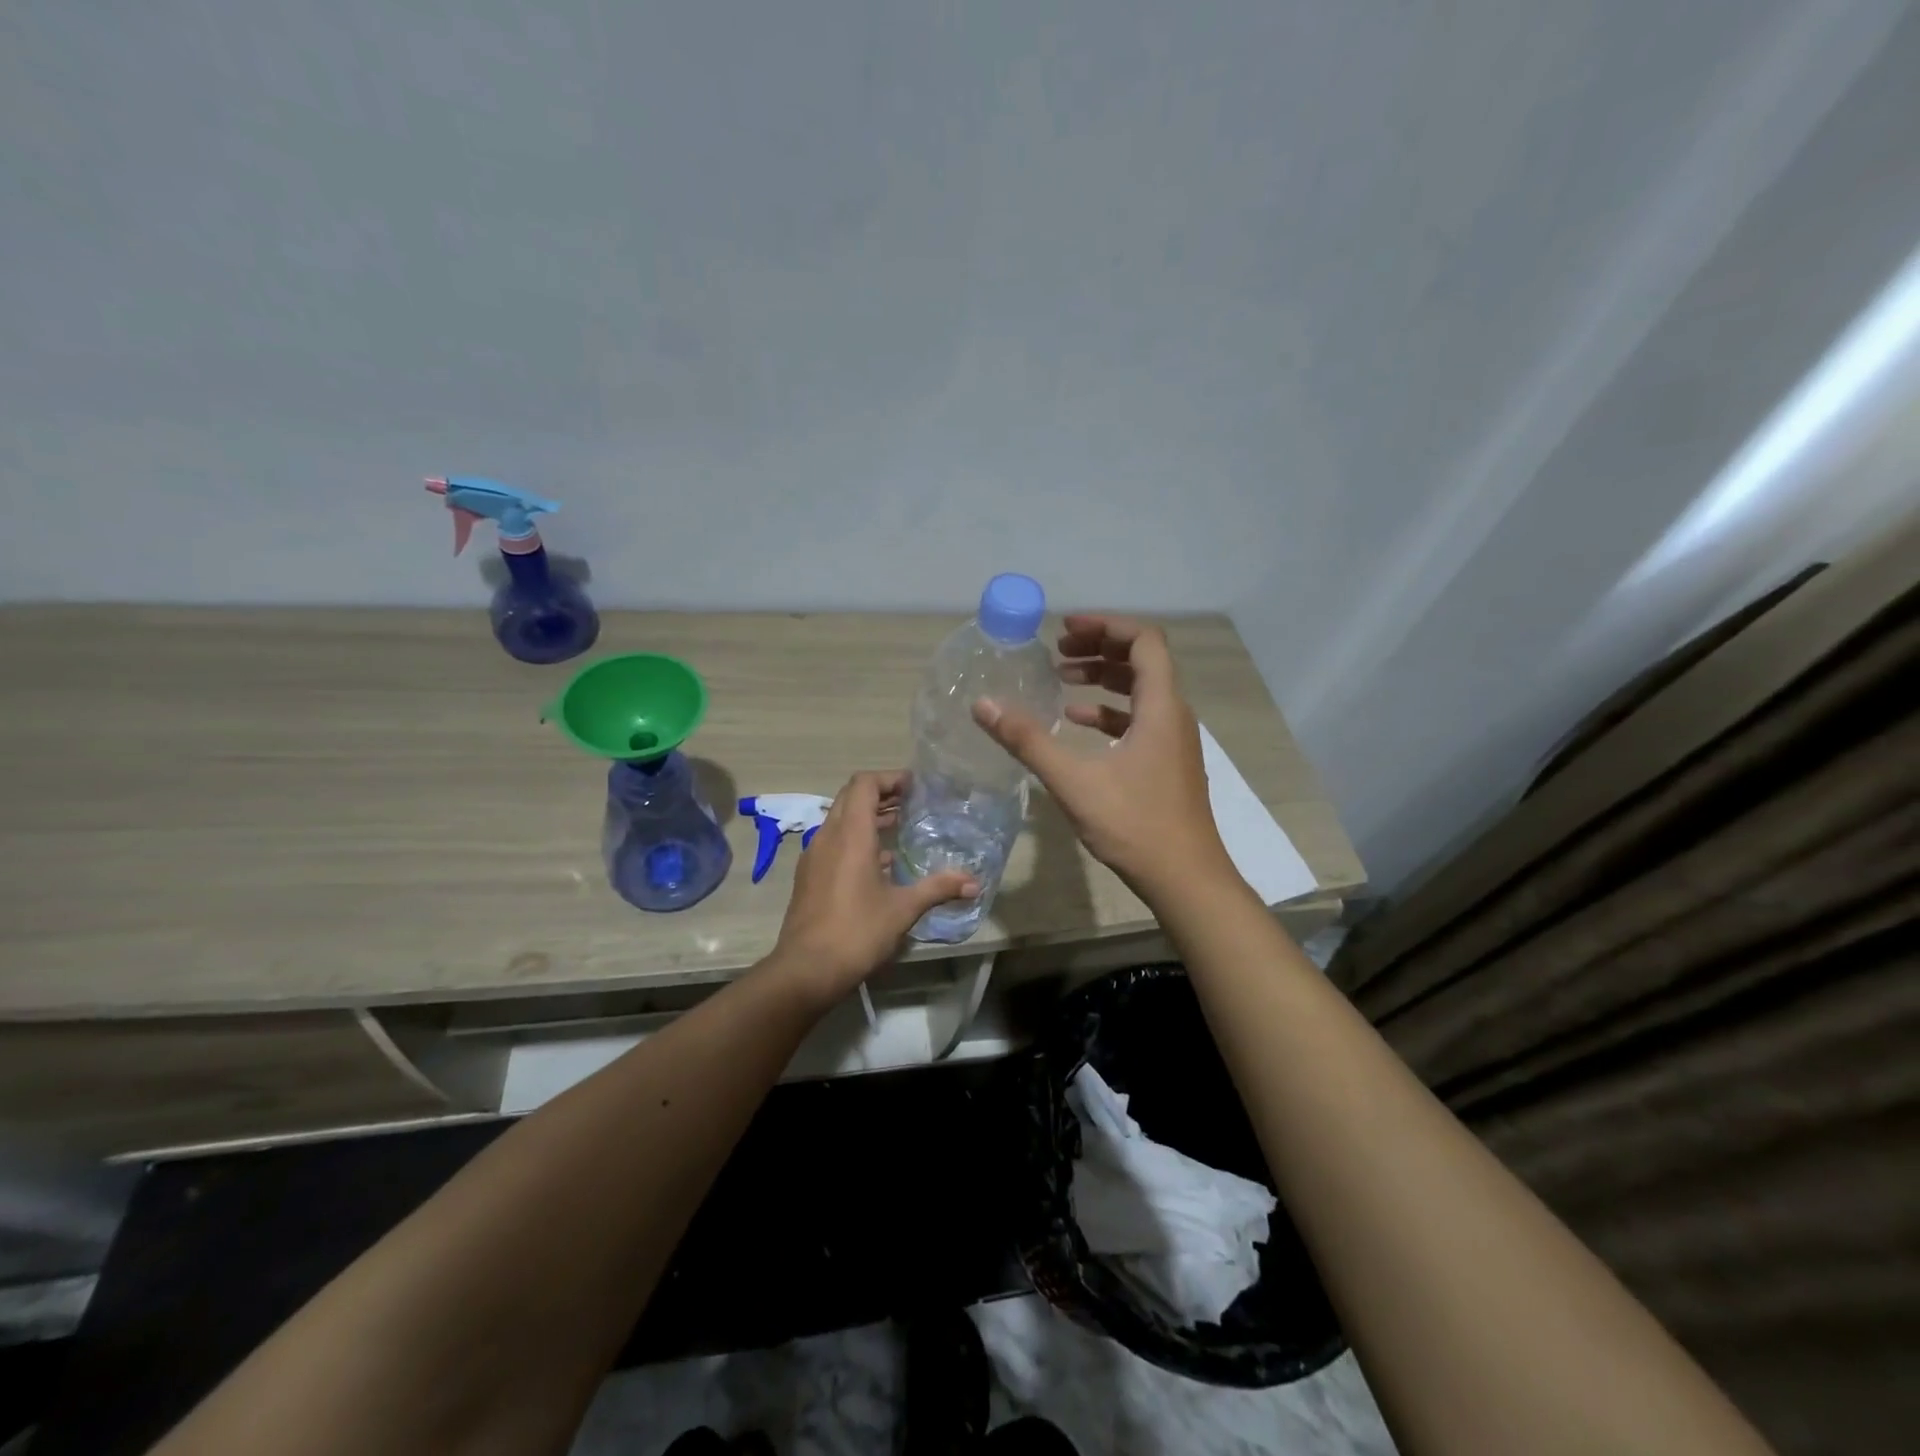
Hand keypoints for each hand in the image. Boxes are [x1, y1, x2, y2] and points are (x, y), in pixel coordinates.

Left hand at [764, 770, 977, 1005]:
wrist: (806, 970)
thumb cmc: (857, 931)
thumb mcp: (903, 909)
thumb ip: (938, 888)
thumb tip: (974, 883)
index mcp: (851, 834)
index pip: (864, 784)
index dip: (889, 778)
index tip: (914, 786)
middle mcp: (828, 836)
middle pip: (850, 797)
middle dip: (880, 794)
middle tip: (911, 802)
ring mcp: (814, 856)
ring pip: (840, 820)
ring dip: (867, 816)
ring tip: (900, 825)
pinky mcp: (809, 876)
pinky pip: (833, 842)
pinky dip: (856, 839)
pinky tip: (880, 862)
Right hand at [972, 614, 1230, 898]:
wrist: (1185, 880)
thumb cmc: (1134, 825)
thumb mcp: (1074, 781)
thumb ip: (1028, 740)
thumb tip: (983, 705)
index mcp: (1160, 706)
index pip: (1144, 640)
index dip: (1105, 626)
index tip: (1066, 629)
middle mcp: (1173, 715)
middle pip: (1143, 661)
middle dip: (1099, 648)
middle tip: (1058, 651)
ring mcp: (1173, 741)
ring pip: (1141, 691)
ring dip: (1103, 679)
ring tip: (1062, 678)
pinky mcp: (1167, 763)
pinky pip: (1139, 720)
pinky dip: (1109, 712)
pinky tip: (1076, 723)